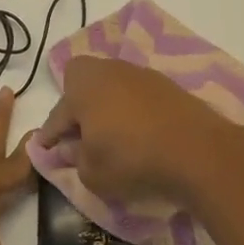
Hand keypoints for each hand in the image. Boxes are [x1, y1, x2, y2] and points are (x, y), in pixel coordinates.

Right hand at [37, 56, 237, 205]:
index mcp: (83, 86)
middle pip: (83, 83)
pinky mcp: (169, 86)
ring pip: (112, 87)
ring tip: (111, 135)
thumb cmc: (132, 160)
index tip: (45, 148)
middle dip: (77, 105)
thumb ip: (75, 160)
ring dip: (107, 107)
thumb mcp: (92, 173)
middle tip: (79, 133)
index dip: (49, 134)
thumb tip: (71, 149)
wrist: (198, 152)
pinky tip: (139, 133)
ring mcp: (142, 75)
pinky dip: (132, 111)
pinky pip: (137, 96)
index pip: (58, 113)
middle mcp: (110, 71)